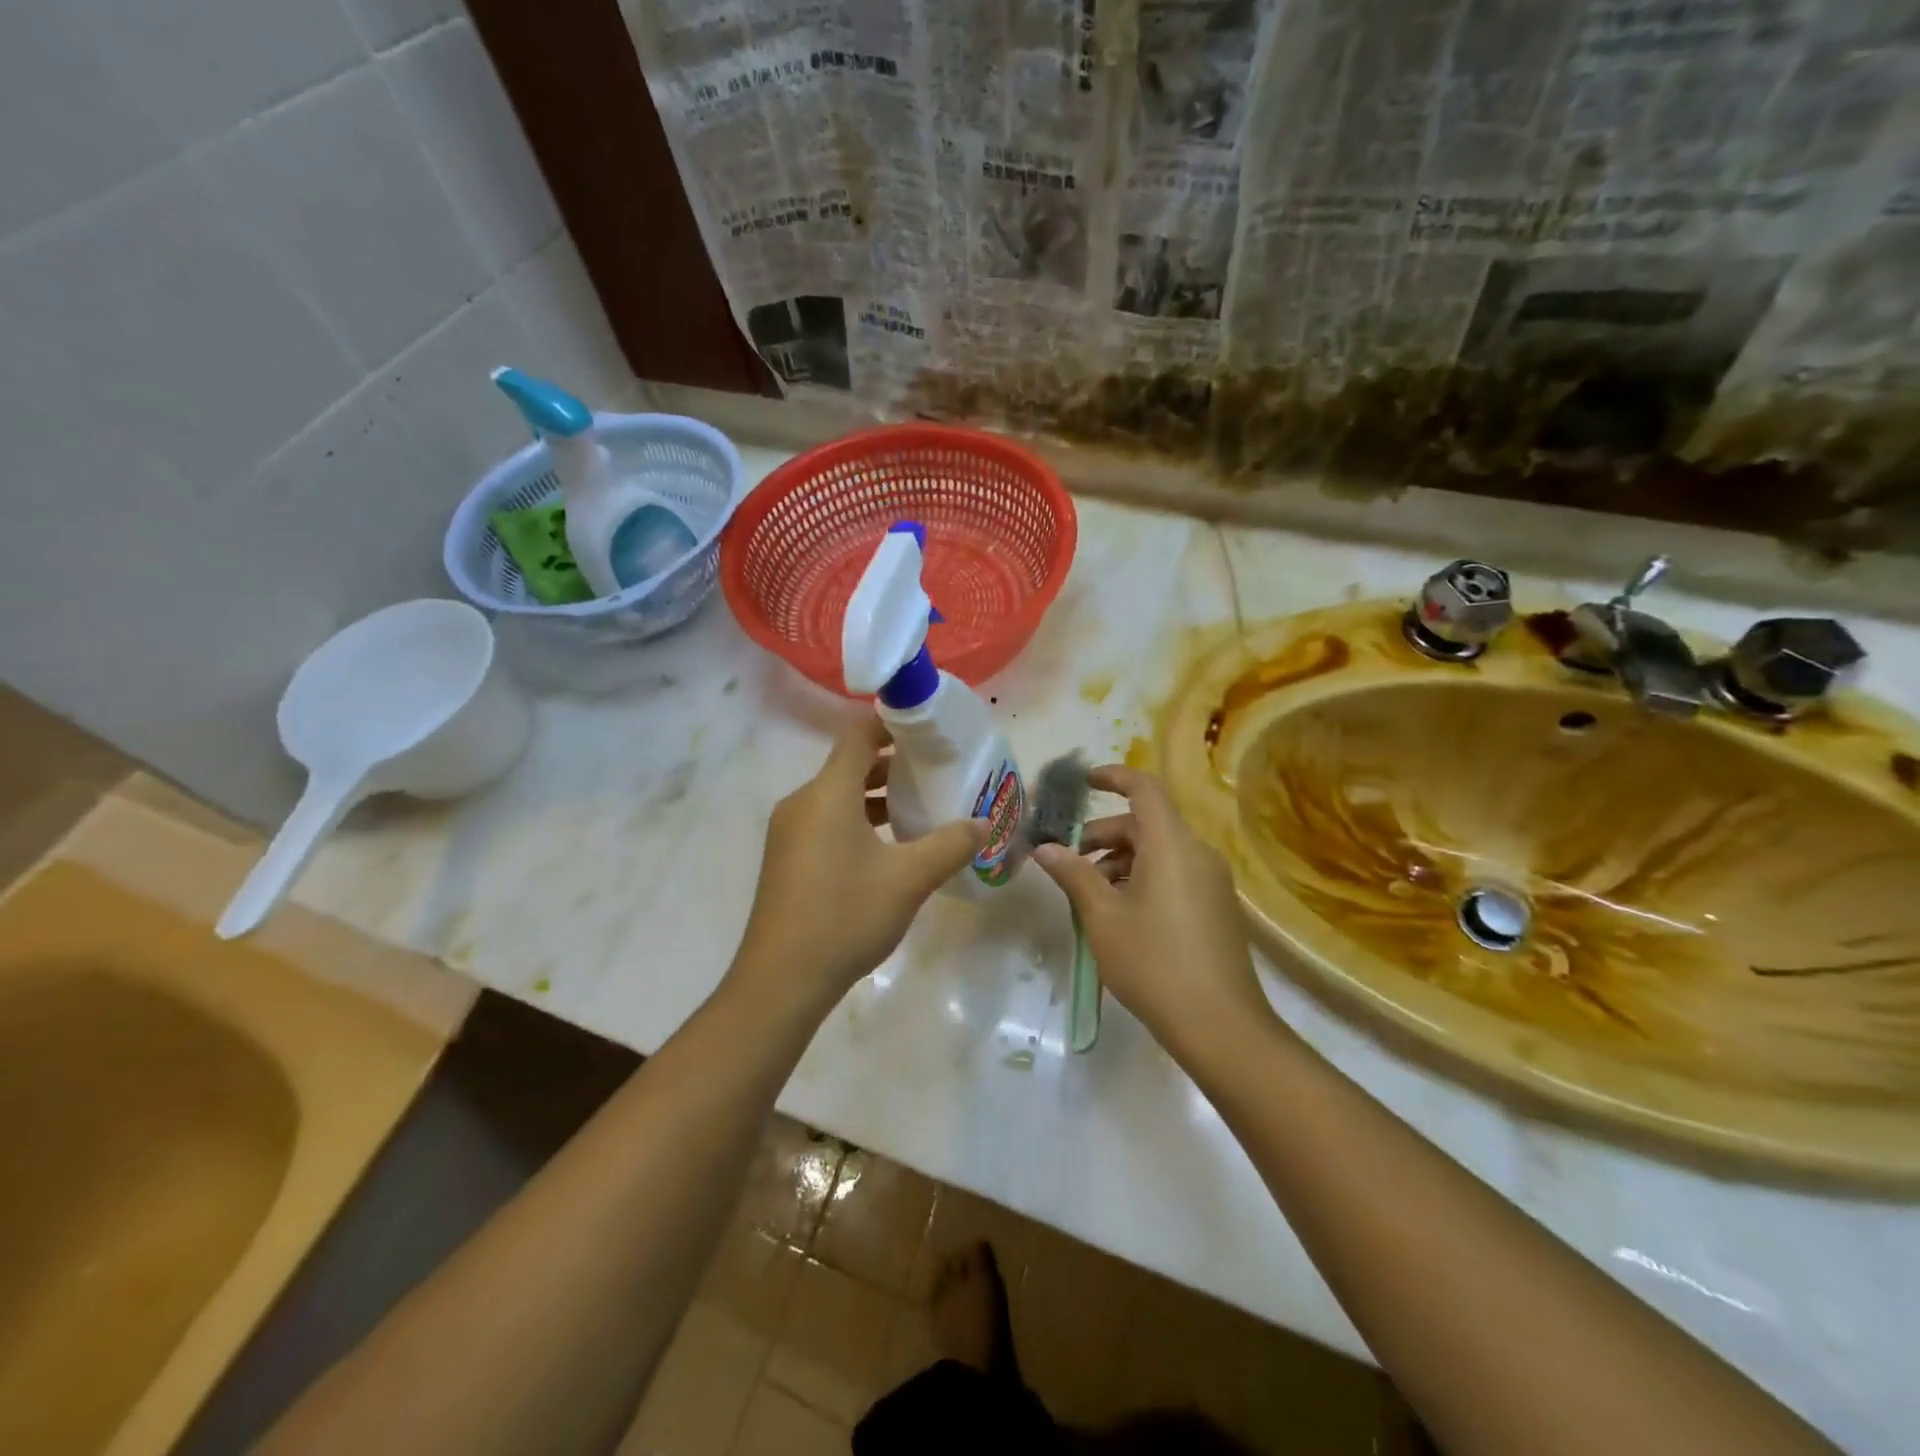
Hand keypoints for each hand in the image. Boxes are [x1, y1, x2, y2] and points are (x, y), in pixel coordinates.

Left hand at [733, 717, 986, 1011]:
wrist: (782, 981)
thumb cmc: (845, 916)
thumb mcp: (908, 879)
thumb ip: (950, 844)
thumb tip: (984, 823)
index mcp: (826, 794)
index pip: (858, 736)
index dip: (892, 725)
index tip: (929, 729)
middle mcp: (802, 803)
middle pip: (849, 765)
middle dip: (892, 764)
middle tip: (937, 770)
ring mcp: (789, 833)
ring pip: (838, 797)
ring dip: (876, 797)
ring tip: (920, 808)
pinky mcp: (787, 859)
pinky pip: (826, 822)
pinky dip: (858, 821)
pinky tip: (889, 848)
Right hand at [1031, 765, 1272, 1050]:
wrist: (1220, 1026)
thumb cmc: (1153, 962)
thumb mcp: (1103, 917)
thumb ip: (1073, 874)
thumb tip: (1045, 848)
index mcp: (1172, 845)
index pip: (1144, 788)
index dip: (1113, 777)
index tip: (1083, 782)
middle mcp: (1198, 853)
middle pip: (1147, 824)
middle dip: (1104, 835)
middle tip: (1069, 860)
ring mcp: (1212, 881)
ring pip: (1160, 851)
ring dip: (1121, 861)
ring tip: (1090, 895)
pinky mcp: (1217, 906)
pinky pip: (1175, 873)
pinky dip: (1143, 878)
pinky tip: (1120, 913)